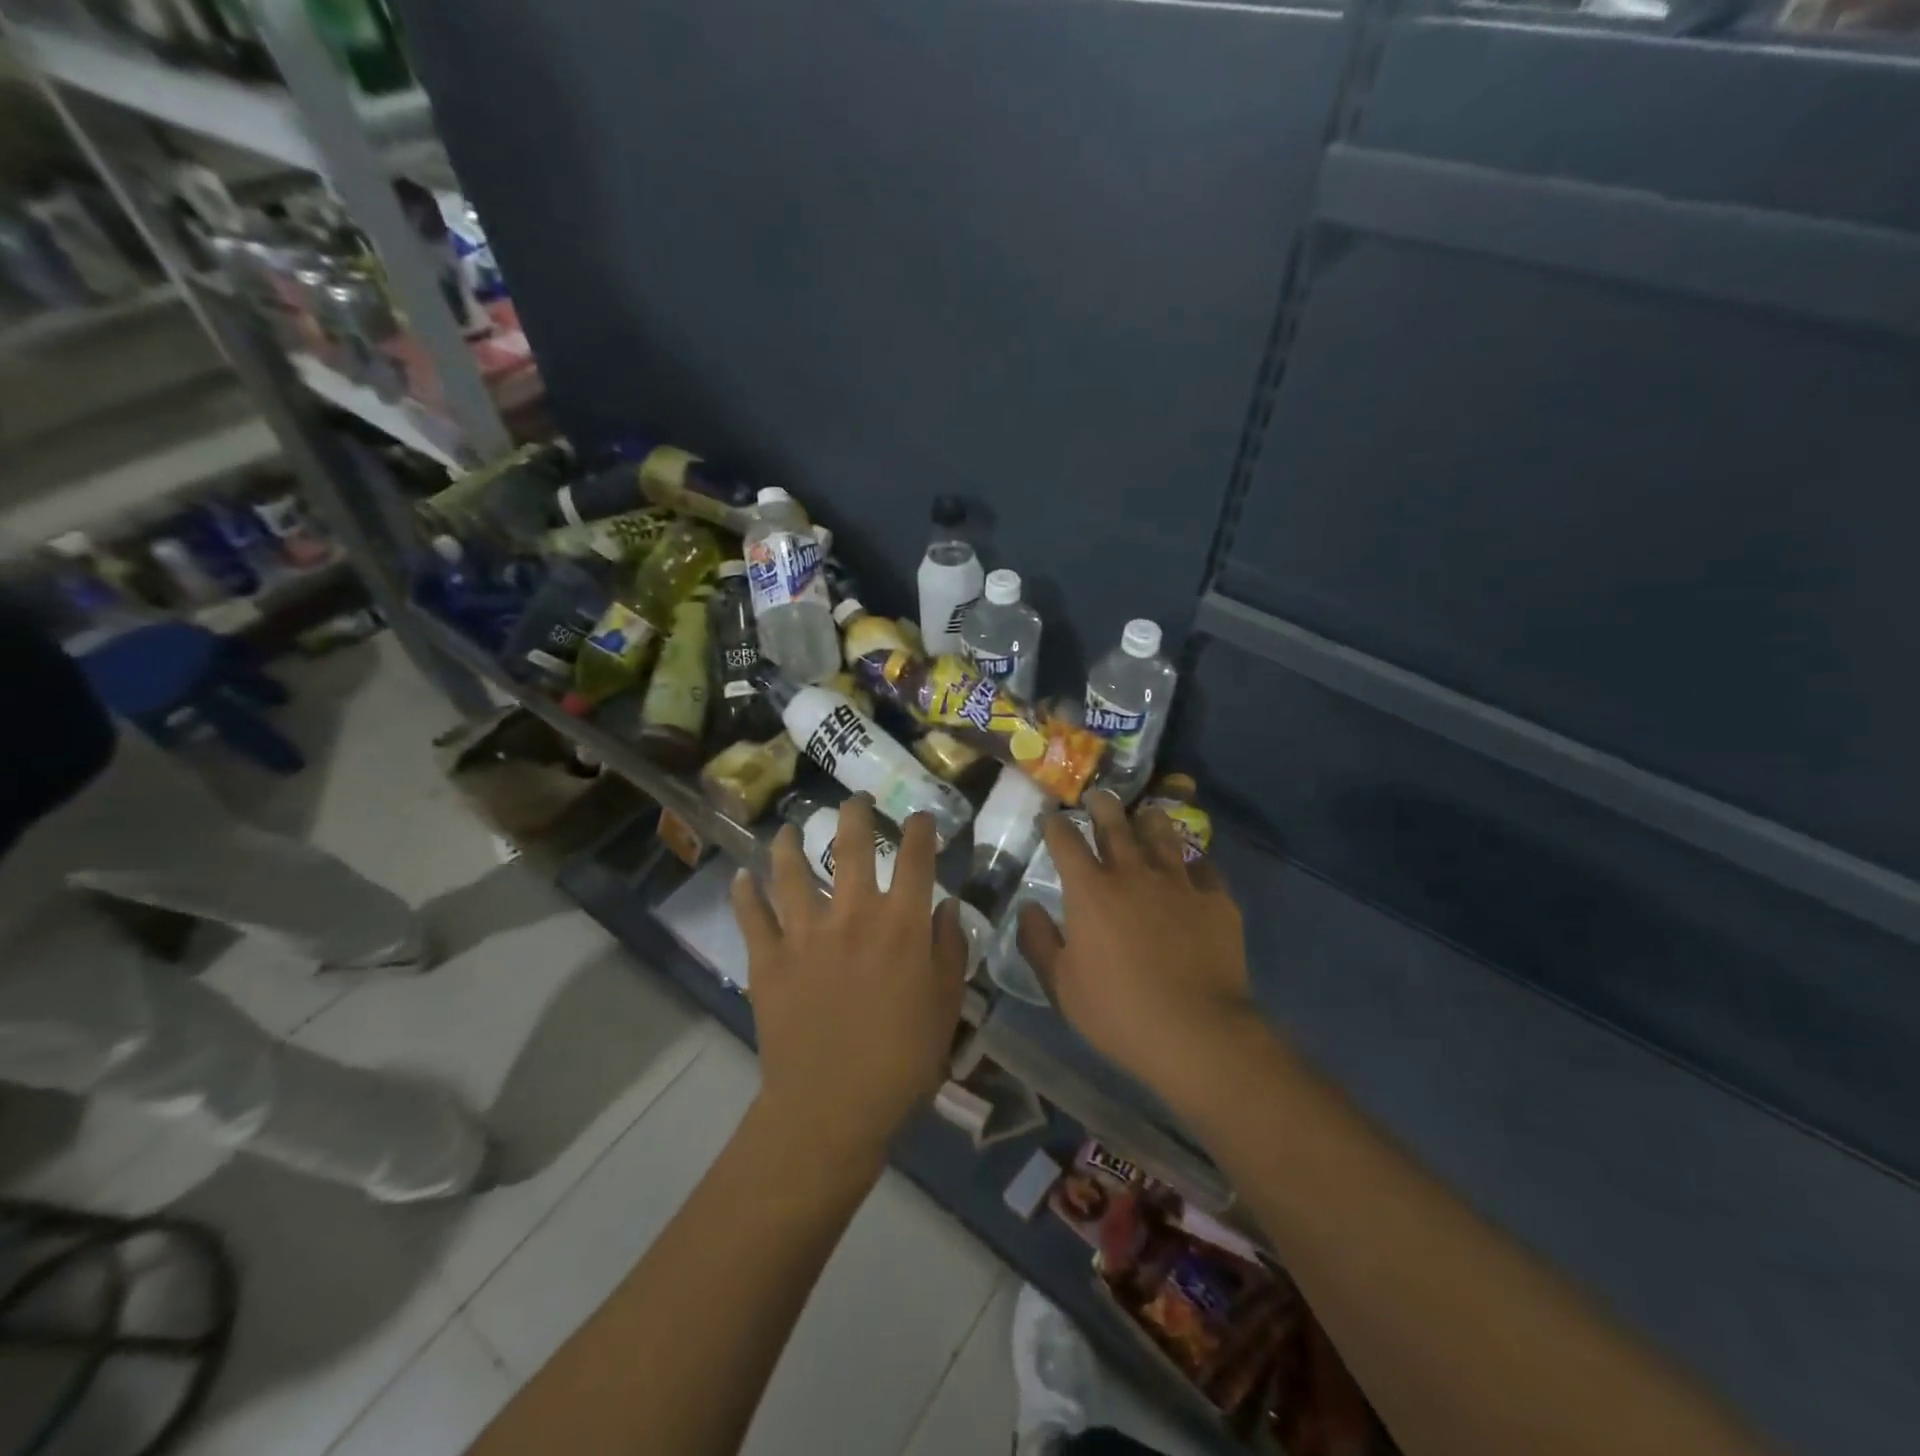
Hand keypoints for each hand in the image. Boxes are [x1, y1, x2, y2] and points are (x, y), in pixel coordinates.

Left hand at [731, 797, 968, 1166]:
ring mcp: (805, 933)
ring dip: (788, 843)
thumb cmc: (900, 1061)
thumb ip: (950, 950)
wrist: (831, 1108)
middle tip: (854, 799)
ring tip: (787, 828)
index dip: (919, 829)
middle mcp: (853, 914)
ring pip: (791, 871)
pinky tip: (740, 878)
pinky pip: (751, 916)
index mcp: (901, 924)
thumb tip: (948, 905)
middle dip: (855, 813)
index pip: (915, 858)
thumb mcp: (946, 1007)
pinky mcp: (768, 958)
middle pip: (851, 846)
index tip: (919, 816)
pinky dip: (744, 894)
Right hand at [1017, 790, 1260, 1098]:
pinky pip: (1204, 868)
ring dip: (1150, 820)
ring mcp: (1178, 883)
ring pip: (1162, 834)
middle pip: (1115, 824)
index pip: (1065, 841)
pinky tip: (1193, 866)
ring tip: (1146, 814)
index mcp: (1090, 891)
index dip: (1055, 824)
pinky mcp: (1215, 900)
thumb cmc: (1117, 1011)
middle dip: (1103, 804)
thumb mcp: (1061, 985)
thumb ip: (1038, 941)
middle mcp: (1133, 873)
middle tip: (1098, 796)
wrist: (1197, 1033)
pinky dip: (1194, 862)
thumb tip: (1027, 908)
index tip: (1052, 816)